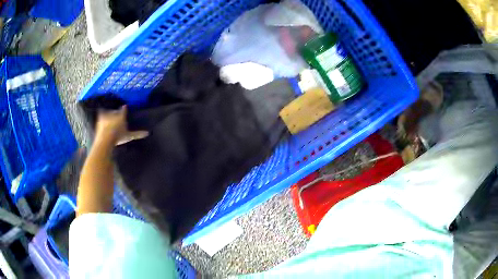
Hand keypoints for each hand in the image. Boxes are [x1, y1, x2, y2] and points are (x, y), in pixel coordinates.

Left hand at [95, 105, 148, 145]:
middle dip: (115, 110)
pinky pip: (101, 112)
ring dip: (108, 110)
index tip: (125, 106)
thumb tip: (148, 133)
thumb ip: (137, 133)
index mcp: (121, 115)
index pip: (124, 109)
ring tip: (107, 111)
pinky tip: (100, 112)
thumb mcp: (129, 136)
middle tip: (115, 111)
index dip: (124, 108)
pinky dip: (101, 112)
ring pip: (108, 110)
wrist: (105, 139)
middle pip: (115, 109)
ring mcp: (106, 114)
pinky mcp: (99, 118)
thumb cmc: (118, 136)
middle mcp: (114, 112)